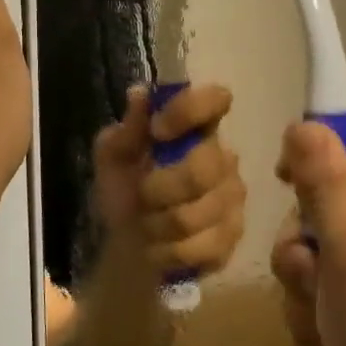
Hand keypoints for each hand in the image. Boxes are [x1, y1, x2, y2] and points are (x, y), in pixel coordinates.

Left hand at [92, 84, 245, 278]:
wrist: (128, 249)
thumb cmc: (124, 193)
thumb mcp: (111, 160)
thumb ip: (125, 132)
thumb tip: (139, 94)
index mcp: (195, 129)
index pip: (215, 100)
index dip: (189, 111)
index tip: (158, 130)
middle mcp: (223, 157)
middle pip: (202, 168)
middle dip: (159, 188)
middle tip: (142, 196)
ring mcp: (232, 199)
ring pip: (196, 214)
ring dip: (158, 224)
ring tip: (146, 225)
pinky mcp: (233, 237)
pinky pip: (202, 246)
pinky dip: (168, 251)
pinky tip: (160, 248)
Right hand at [271, 113, 345, 345]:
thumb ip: (327, 183)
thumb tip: (304, 124)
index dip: (316, 142)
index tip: (283, 177)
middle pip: (322, 195)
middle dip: (301, 241)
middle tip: (313, 273)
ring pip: (310, 250)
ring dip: (302, 289)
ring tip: (325, 323)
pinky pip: (317, 291)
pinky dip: (314, 318)